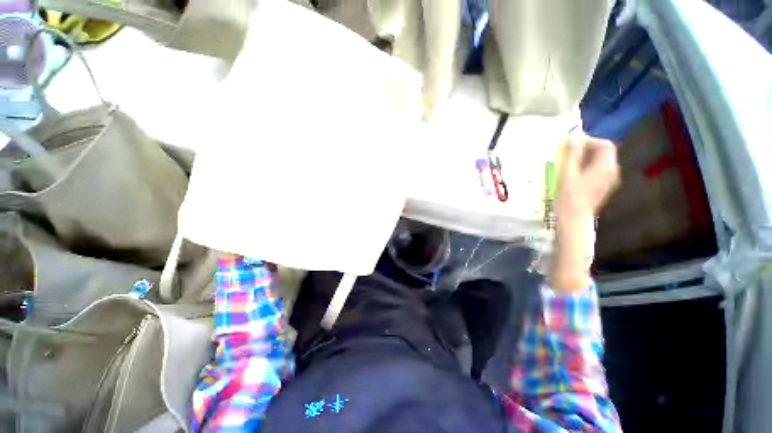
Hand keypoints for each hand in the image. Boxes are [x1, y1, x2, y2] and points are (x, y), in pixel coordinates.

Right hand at [556, 136, 619, 225]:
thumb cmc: (569, 197)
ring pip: (601, 163)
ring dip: (587, 159)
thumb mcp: (568, 173)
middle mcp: (612, 172)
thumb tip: (574, 137)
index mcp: (606, 167)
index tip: (573, 144)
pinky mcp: (603, 188)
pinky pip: (599, 172)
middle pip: (605, 153)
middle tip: (569, 153)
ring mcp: (609, 181)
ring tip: (569, 163)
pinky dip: (588, 168)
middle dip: (588, 149)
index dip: (590, 141)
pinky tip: (574, 175)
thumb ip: (573, 154)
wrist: (574, 219)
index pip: (605, 145)